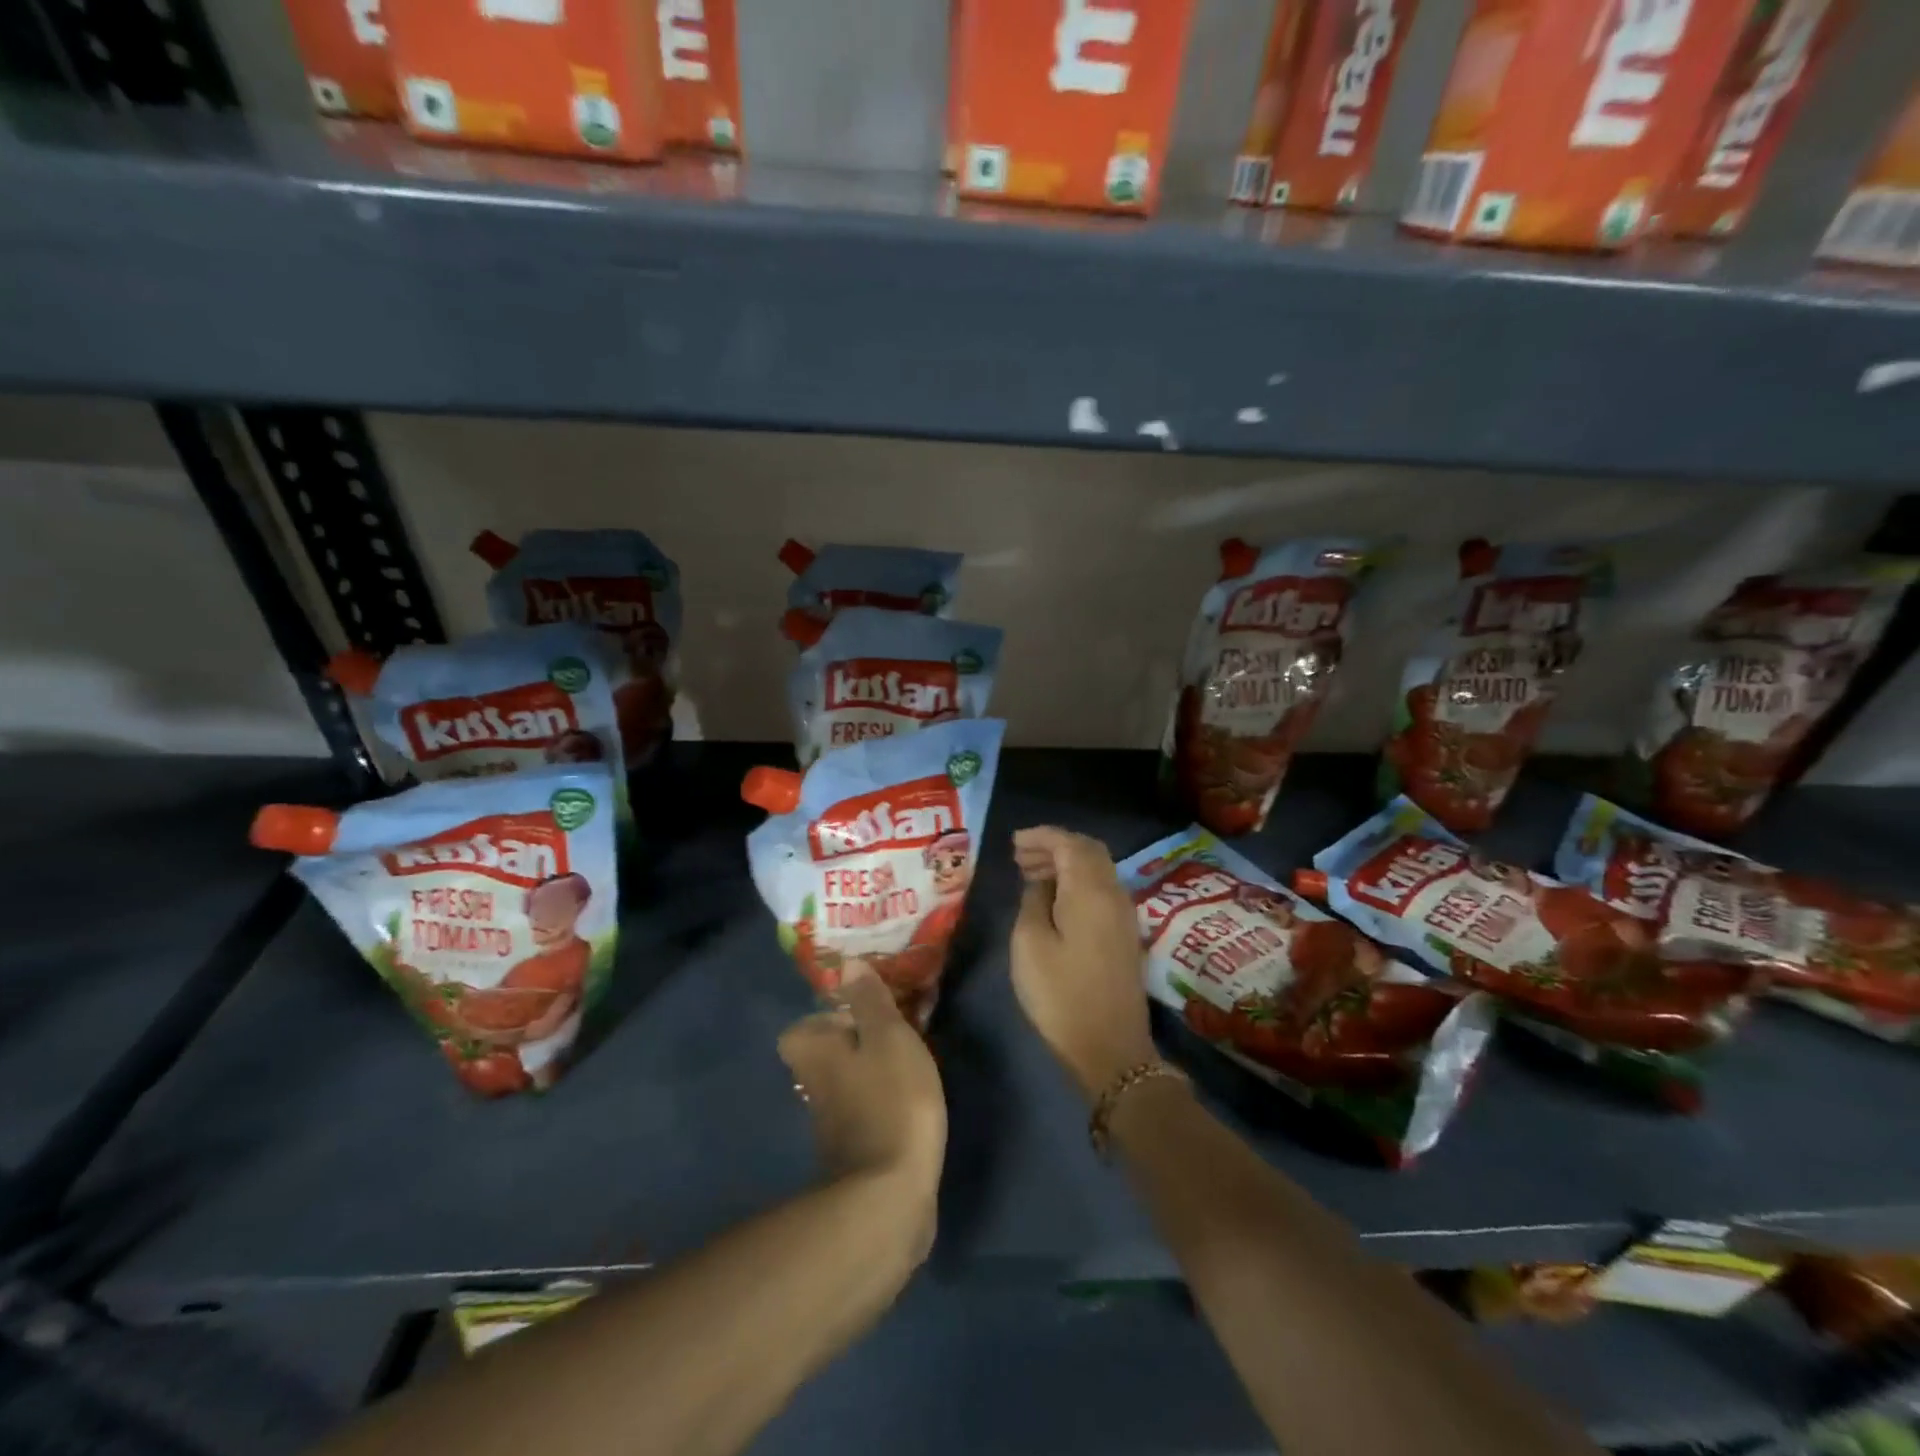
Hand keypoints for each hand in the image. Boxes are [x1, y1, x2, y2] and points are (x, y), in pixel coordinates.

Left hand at [779, 976, 946, 1251]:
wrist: (890, 1195)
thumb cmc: (889, 1099)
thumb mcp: (888, 1035)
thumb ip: (869, 999)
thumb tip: (847, 964)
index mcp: (812, 1050)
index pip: (804, 1025)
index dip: (832, 1016)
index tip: (867, 1010)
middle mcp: (812, 1085)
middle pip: (827, 1052)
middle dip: (857, 1040)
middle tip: (897, 1030)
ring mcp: (831, 1121)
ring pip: (847, 1079)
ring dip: (872, 1069)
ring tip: (911, 1059)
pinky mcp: (855, 1149)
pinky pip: (865, 1107)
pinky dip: (882, 1100)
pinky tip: (911, 1099)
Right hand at [1010, 826, 1157, 1101]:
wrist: (1112, 1049)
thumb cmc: (1061, 995)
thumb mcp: (1030, 945)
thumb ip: (1033, 901)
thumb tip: (1041, 882)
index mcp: (1091, 891)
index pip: (1069, 844)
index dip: (1042, 836)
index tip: (1014, 841)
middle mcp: (1114, 893)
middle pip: (1088, 851)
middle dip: (1054, 846)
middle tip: (1020, 856)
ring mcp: (1124, 914)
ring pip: (1097, 869)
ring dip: (1066, 864)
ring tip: (1030, 874)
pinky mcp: (1124, 934)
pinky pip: (1101, 889)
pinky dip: (1077, 882)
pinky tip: (1054, 899)